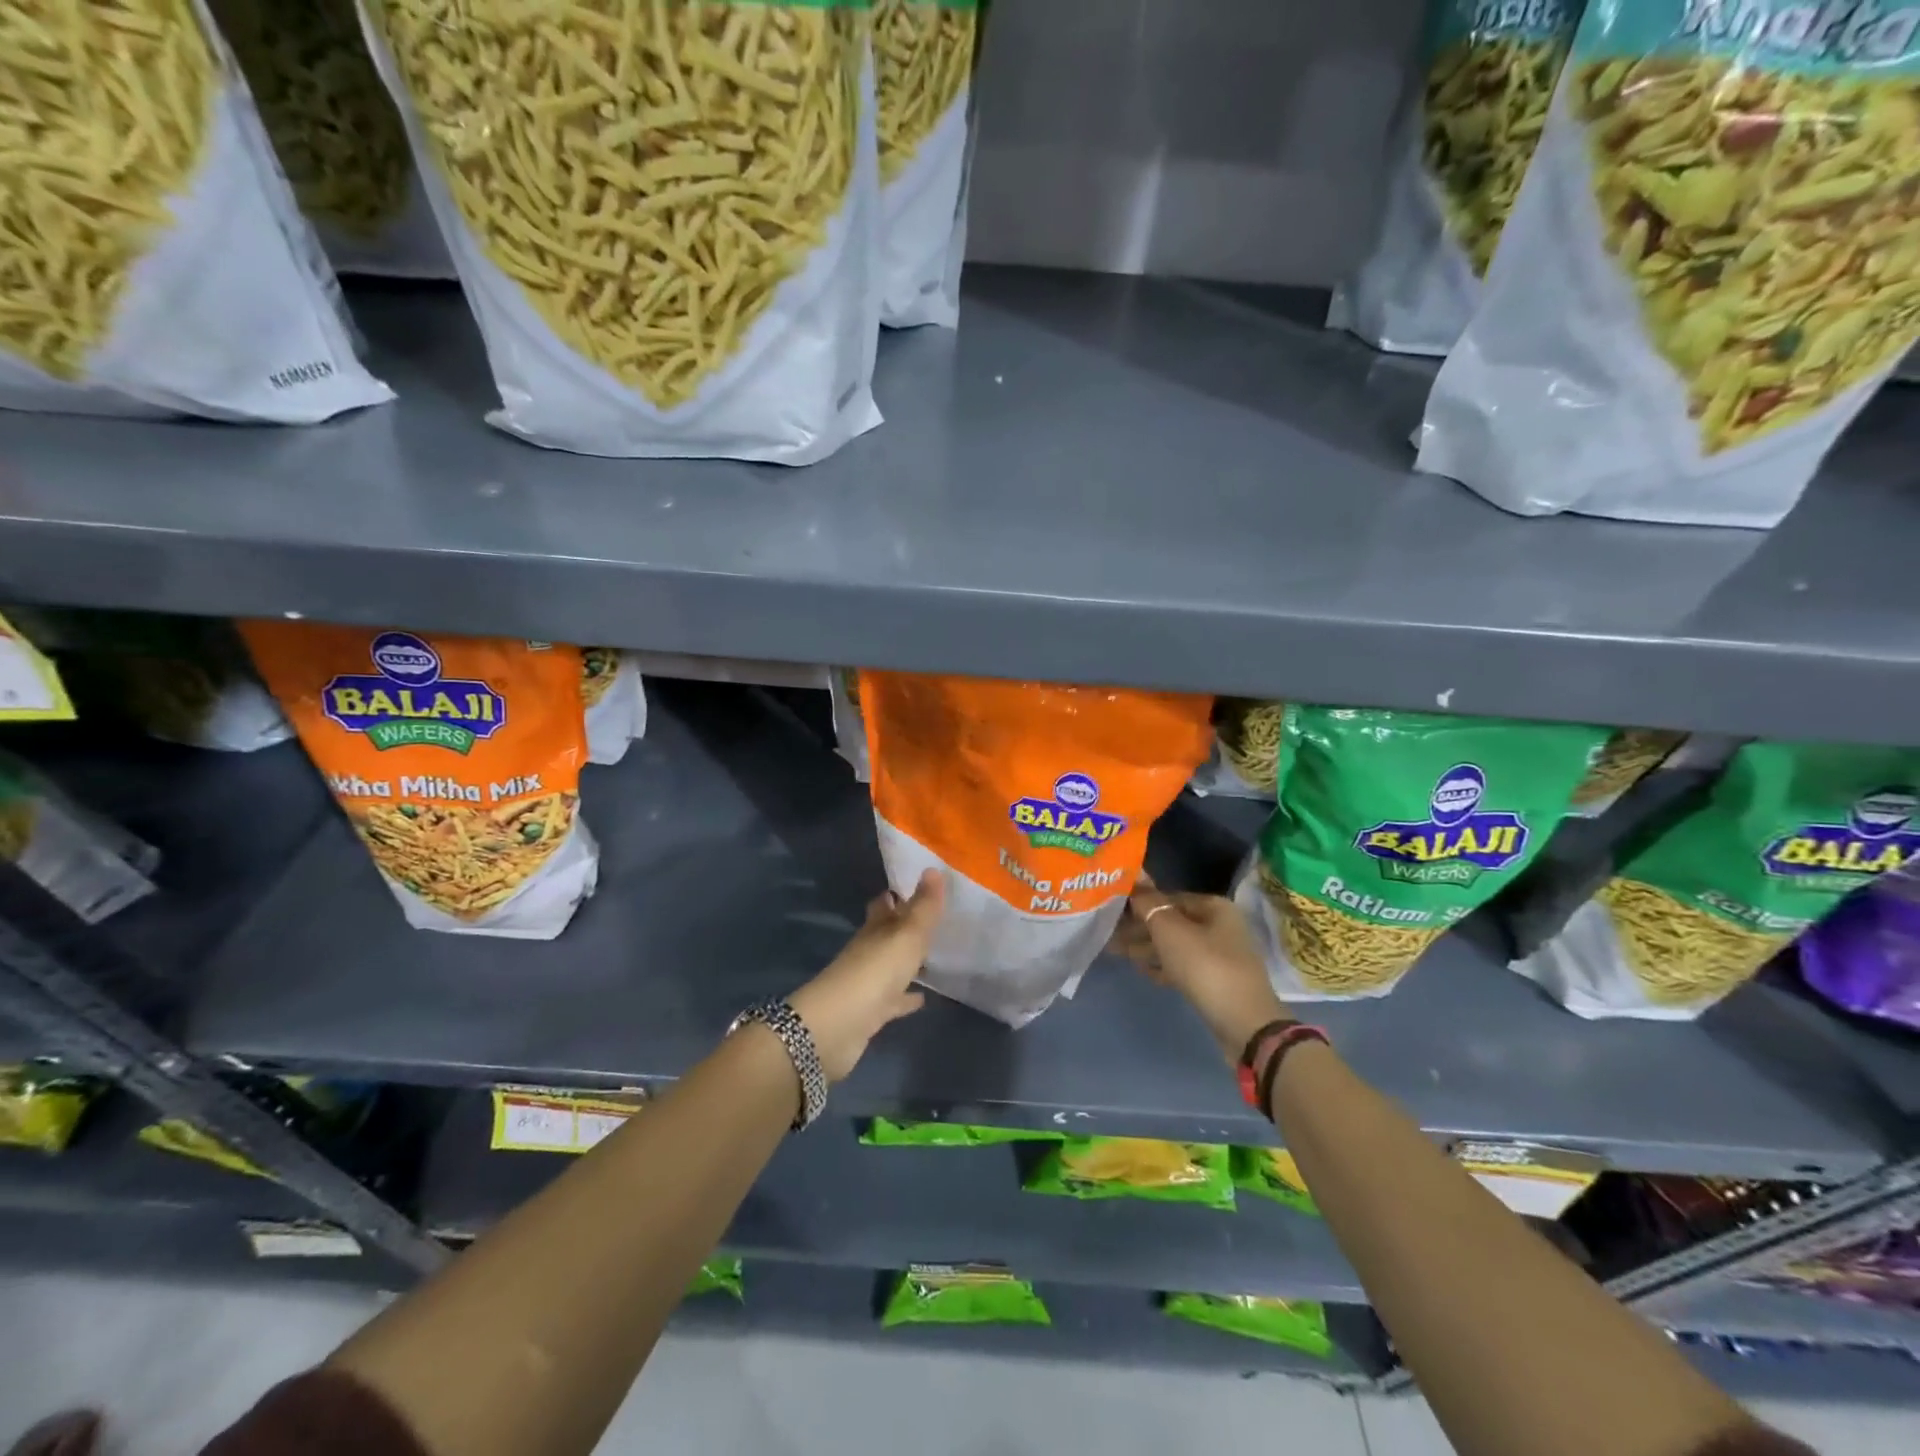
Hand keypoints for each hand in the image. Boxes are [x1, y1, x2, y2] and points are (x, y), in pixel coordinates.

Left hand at [789, 869, 945, 1080]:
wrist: (838, 1026)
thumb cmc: (875, 971)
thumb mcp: (907, 934)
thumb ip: (923, 906)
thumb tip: (934, 868)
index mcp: (875, 928)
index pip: (885, 903)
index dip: (898, 894)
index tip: (920, 887)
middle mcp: (869, 950)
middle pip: (887, 933)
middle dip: (905, 925)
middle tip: (933, 919)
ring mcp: (868, 982)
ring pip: (891, 965)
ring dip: (908, 961)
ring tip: (935, 955)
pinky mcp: (871, 1012)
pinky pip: (893, 1000)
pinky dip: (906, 997)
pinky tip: (923, 997)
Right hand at [1111, 875, 1290, 1060]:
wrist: (1244, 1024)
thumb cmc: (1205, 967)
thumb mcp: (1171, 930)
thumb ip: (1149, 903)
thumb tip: (1135, 876)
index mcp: (1214, 906)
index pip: (1169, 897)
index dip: (1140, 902)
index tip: (1112, 911)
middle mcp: (1220, 925)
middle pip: (1172, 921)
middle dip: (1140, 927)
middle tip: (1109, 934)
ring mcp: (1220, 955)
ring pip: (1176, 945)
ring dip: (1147, 947)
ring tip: (1117, 952)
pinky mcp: (1217, 981)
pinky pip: (1183, 966)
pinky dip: (1163, 966)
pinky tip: (1143, 971)